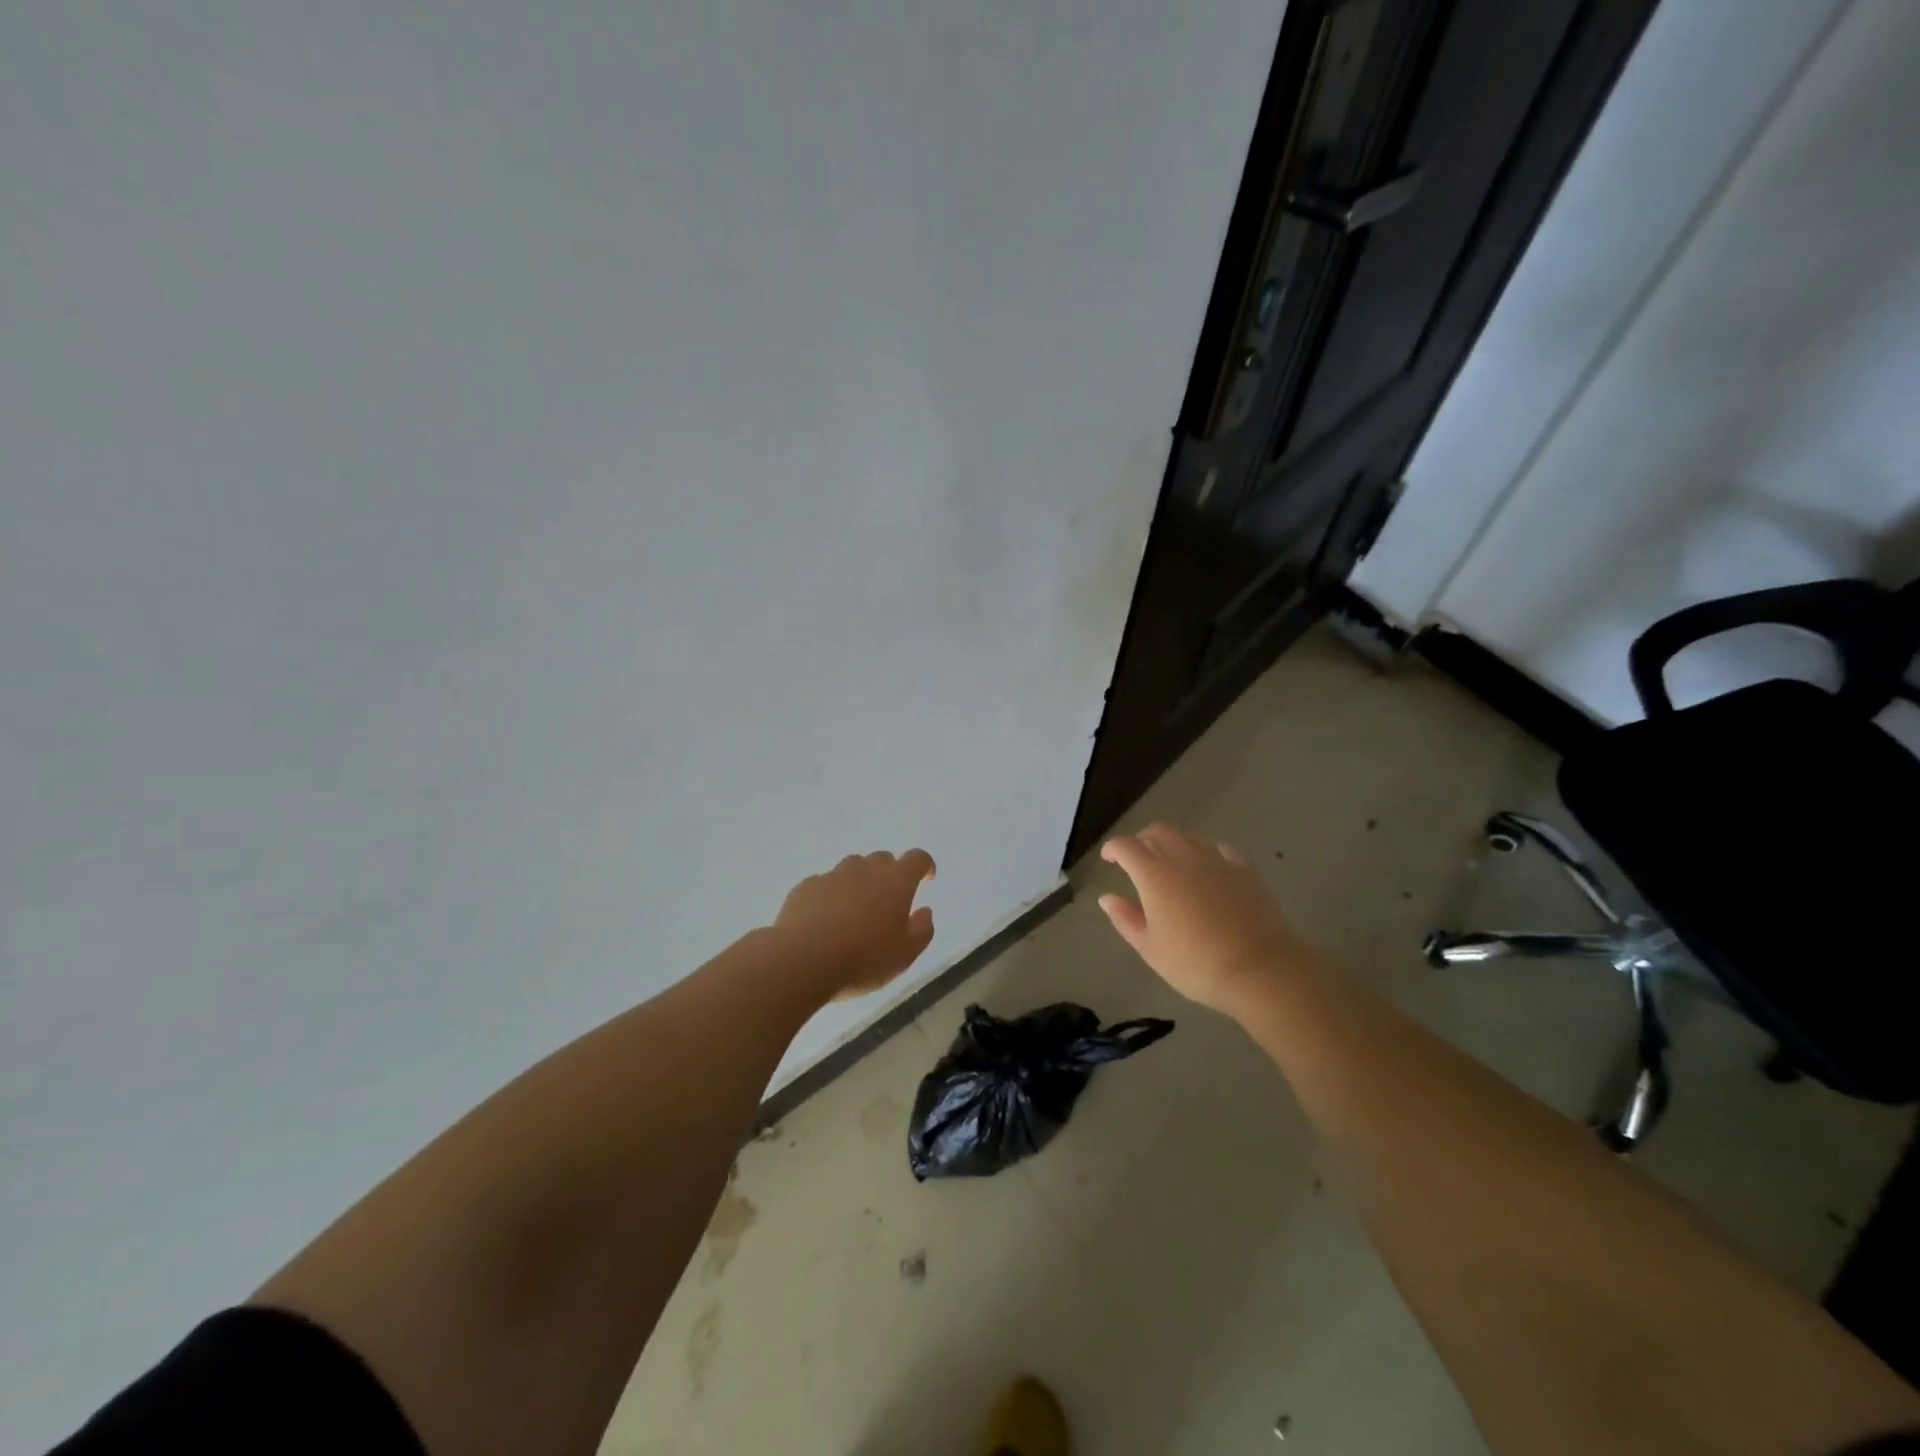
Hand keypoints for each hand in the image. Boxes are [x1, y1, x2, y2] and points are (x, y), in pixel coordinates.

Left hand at [773, 849, 936, 1000]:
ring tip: (855, 908)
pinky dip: (831, 894)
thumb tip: (925, 911)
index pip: (916, 858)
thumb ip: (922, 930)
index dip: (924, 865)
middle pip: (882, 859)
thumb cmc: (863, 959)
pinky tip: (825, 918)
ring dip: (859, 881)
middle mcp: (865, 870)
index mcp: (896, 882)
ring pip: (852, 867)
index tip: (925, 878)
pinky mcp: (805, 887)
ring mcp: (832, 876)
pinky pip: (824, 883)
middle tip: (888, 900)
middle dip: (890, 873)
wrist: (803, 960)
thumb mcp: (905, 955)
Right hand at [1098, 824, 1300, 1012]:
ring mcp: (1217, 860)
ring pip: (1189, 836)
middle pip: (1159, 831)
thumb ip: (1126, 919)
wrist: (1259, 969)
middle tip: (1138, 858)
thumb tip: (1107, 898)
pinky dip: (1207, 852)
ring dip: (1174, 842)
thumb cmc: (1195, 963)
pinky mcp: (1245, 869)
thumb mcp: (1150, 948)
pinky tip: (1209, 868)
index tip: (1109, 858)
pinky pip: (1220, 849)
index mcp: (1154, 875)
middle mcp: (1184, 857)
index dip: (1114, 848)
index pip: (1127, 847)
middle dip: (1143, 839)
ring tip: (1172, 862)